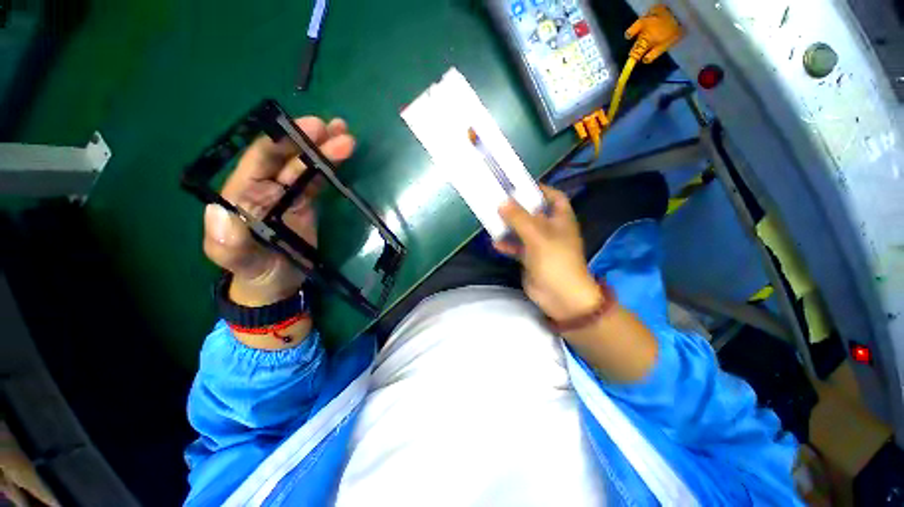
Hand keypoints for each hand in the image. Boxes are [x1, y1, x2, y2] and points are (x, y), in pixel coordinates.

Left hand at [203, 117, 354, 306]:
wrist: (277, 285)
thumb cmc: (255, 272)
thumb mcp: (237, 262)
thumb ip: (227, 242)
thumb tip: (220, 212)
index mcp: (243, 194)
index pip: (261, 159)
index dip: (283, 140)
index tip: (309, 128)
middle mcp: (264, 188)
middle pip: (287, 156)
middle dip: (309, 139)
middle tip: (336, 127)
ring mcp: (287, 195)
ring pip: (305, 166)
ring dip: (325, 150)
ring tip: (347, 136)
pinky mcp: (306, 204)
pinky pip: (317, 181)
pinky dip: (329, 168)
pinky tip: (343, 156)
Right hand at [494, 185, 600, 320]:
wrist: (560, 295)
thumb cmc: (554, 259)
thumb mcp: (537, 235)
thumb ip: (519, 218)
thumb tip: (502, 202)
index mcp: (561, 218)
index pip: (554, 196)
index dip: (539, 189)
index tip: (520, 185)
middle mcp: (551, 229)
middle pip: (533, 212)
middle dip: (517, 207)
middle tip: (499, 201)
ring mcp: (540, 244)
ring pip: (523, 229)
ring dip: (509, 226)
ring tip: (492, 220)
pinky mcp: (531, 257)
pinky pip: (517, 246)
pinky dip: (507, 244)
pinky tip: (495, 243)